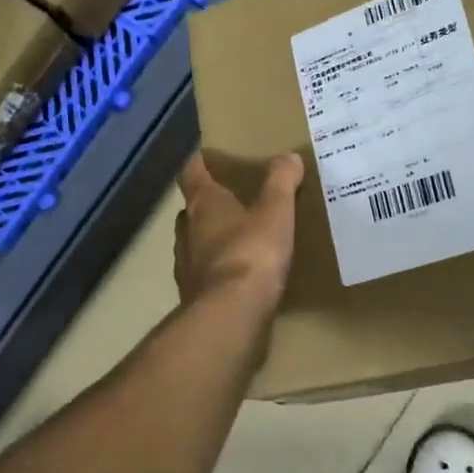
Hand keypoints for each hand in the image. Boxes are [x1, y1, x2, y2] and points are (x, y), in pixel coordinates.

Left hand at [173, 153, 303, 311]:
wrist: (230, 315)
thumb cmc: (251, 254)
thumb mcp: (276, 213)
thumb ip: (281, 183)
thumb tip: (288, 156)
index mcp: (203, 204)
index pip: (191, 173)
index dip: (199, 164)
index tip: (209, 159)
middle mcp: (187, 230)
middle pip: (191, 209)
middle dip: (208, 205)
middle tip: (232, 202)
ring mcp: (186, 265)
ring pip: (194, 243)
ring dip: (210, 239)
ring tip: (237, 239)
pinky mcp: (193, 295)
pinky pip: (204, 274)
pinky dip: (217, 270)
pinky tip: (237, 276)